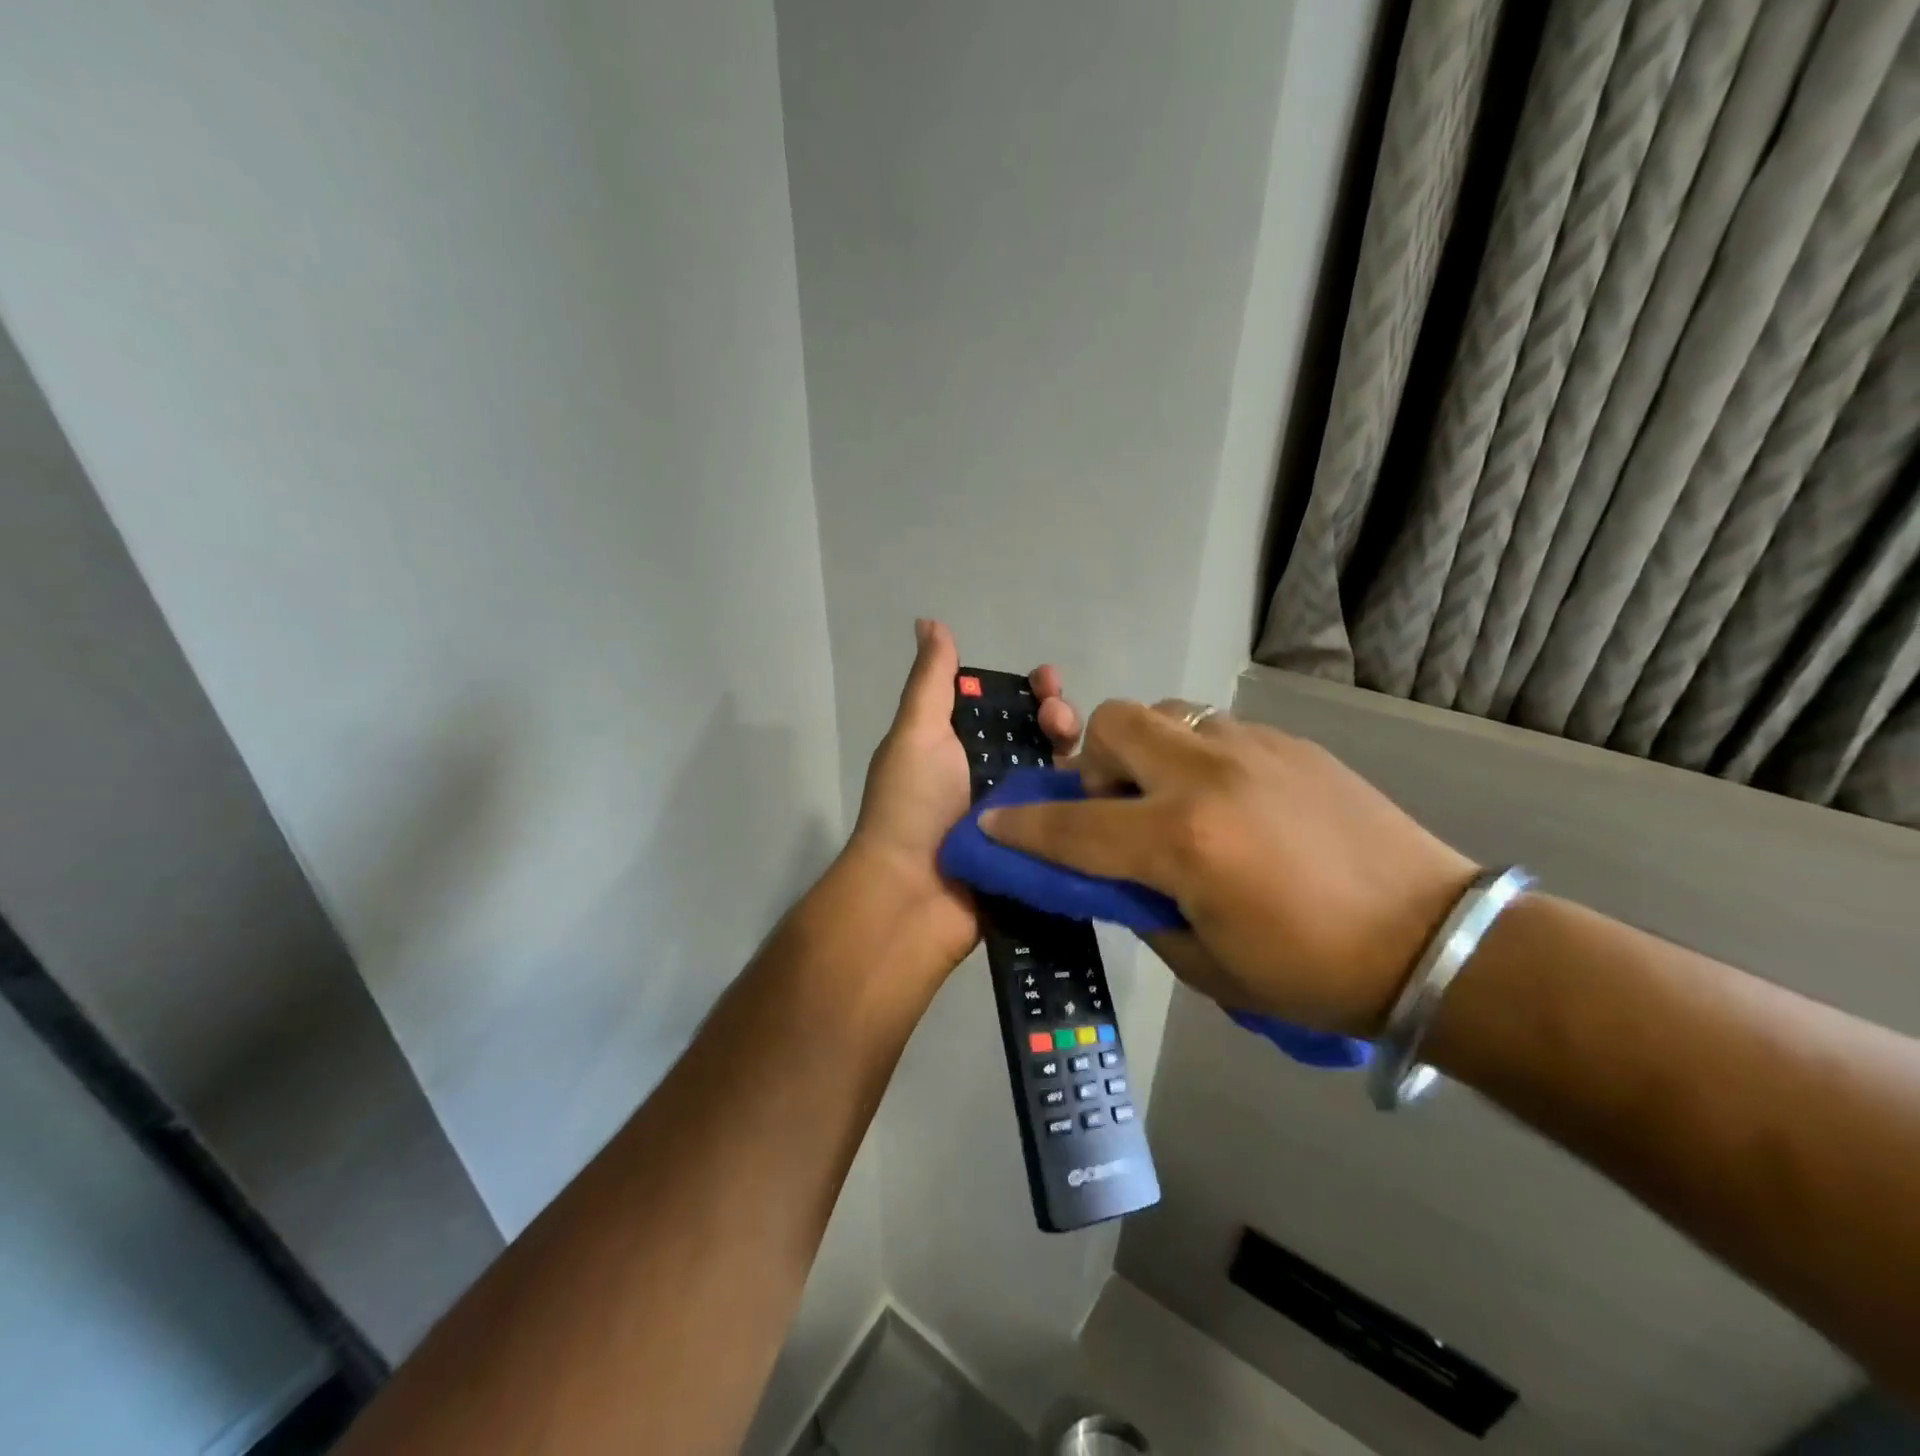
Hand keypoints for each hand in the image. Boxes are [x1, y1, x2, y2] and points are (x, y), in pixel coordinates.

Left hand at [847, 619, 1080, 970]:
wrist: (912, 894)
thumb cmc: (911, 805)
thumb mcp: (916, 733)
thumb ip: (931, 680)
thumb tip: (929, 621)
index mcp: (962, 745)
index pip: (1008, 705)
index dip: (1031, 689)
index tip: (1046, 681)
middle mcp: (992, 775)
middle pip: (1042, 736)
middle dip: (1059, 716)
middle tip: (1058, 721)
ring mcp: (1019, 814)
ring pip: (1062, 773)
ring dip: (1078, 753)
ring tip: (1079, 753)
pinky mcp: (1039, 849)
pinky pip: (1073, 817)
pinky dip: (1090, 799)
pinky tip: (1110, 786)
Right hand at [981, 701, 1476, 1034]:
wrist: (1437, 941)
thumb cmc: (1314, 973)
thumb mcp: (1206, 965)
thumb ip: (1143, 908)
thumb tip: (1113, 877)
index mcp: (1183, 842)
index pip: (1073, 828)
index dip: (1021, 829)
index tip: (989, 824)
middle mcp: (1208, 777)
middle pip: (1114, 724)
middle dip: (1092, 762)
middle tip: (1115, 809)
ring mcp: (1252, 749)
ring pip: (1165, 714)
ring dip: (1147, 753)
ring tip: (1174, 801)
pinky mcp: (1290, 743)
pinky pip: (1215, 729)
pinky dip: (1197, 758)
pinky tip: (1232, 804)